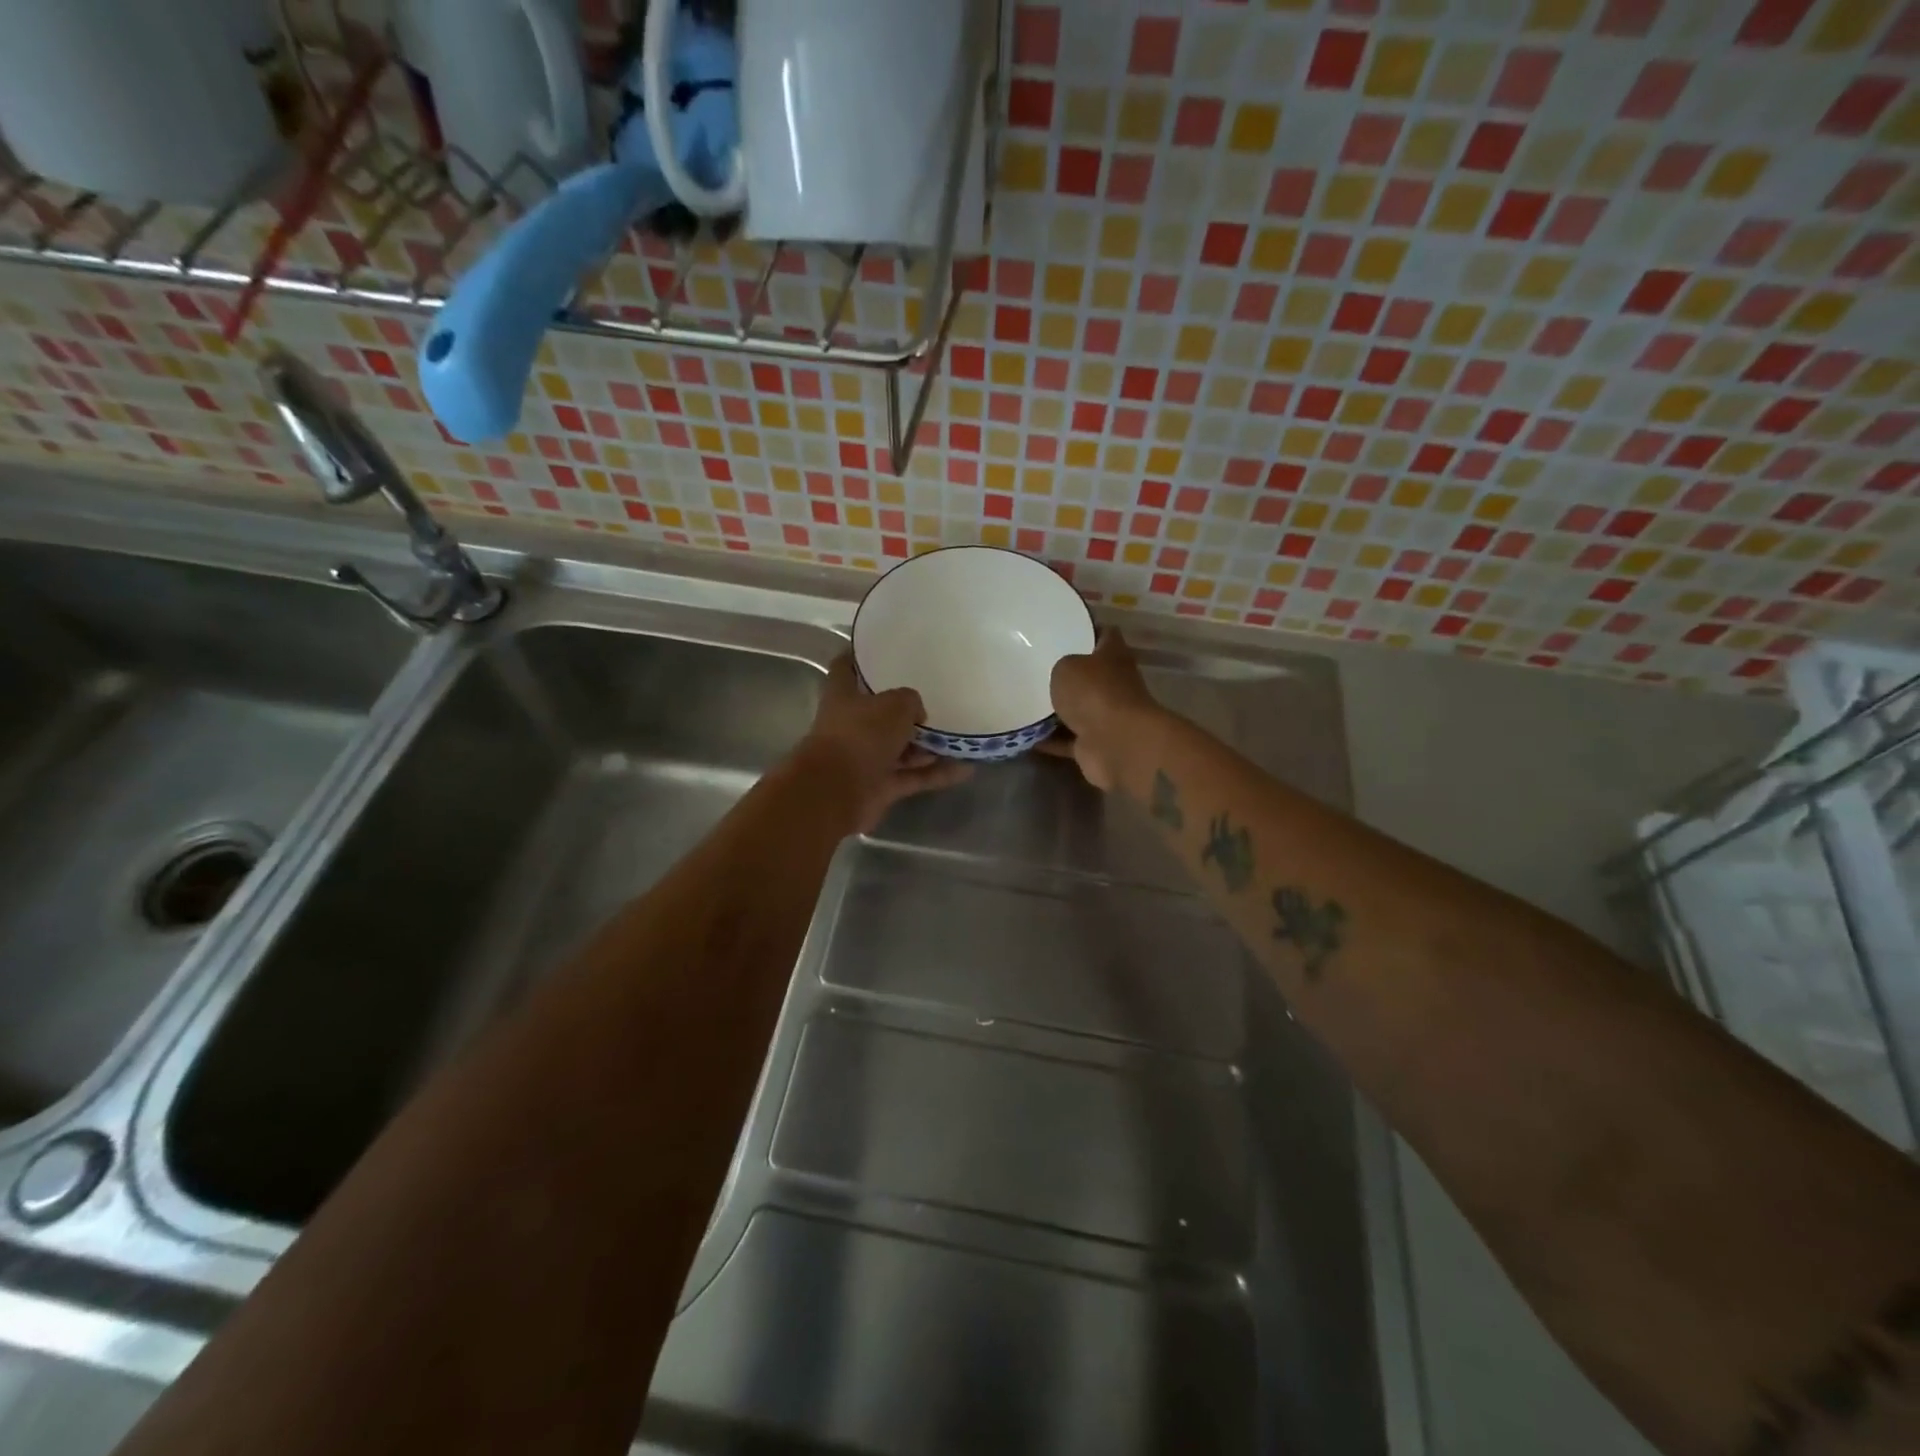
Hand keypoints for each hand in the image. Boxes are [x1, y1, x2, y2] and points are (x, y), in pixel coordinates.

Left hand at [799, 655, 971, 831]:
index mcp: (843, 696)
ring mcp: (865, 758)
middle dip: (905, 709)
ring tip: (959, 735)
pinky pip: (913, 776)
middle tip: (938, 697)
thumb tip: (916, 714)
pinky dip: (936, 774)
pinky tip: (966, 768)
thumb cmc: (861, 735)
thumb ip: (910, 701)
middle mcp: (851, 726)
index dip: (857, 656)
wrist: (838, 793)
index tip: (876, 647)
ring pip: (900, 748)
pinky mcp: (879, 787)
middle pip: (879, 713)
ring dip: (927, 745)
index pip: (845, 668)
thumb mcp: (894, 705)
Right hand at [1037, 628, 1163, 792]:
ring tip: (1024, 700)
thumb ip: (1061, 666)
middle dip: (1067, 673)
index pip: (1104, 634)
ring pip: (1077, 709)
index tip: (1062, 627)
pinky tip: (1024, 734)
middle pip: (1089, 675)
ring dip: (1056, 710)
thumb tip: (1061, 674)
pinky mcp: (1094, 745)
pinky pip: (1066, 740)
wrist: (1116, 744)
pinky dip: (1048, 739)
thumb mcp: (1067, 666)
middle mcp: (1113, 684)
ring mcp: (1106, 716)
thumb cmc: (1094, 693)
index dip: (1087, 628)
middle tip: (1034, 666)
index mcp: (1113, 656)